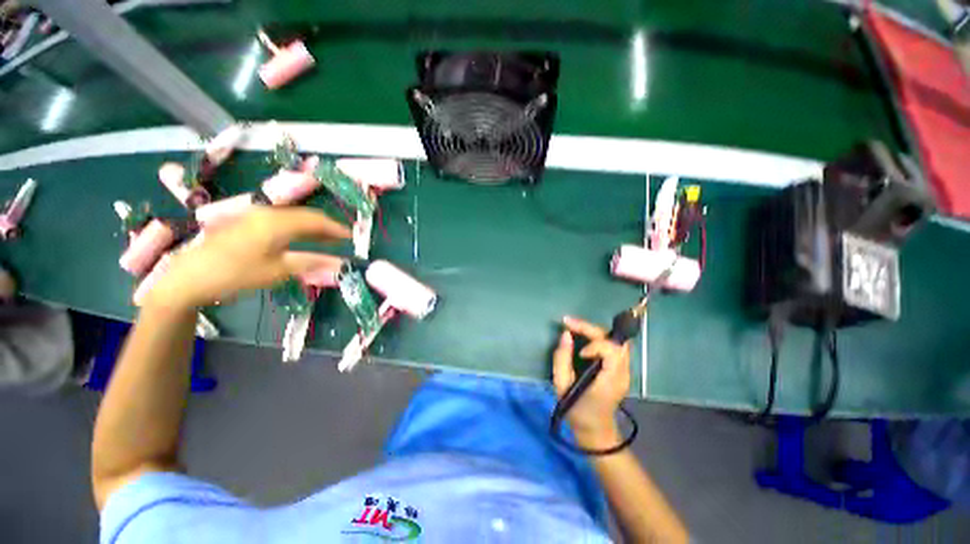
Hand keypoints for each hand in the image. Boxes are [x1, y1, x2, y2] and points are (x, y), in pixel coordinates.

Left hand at [142, 207, 349, 311]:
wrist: (190, 278)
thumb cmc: (237, 274)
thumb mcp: (279, 271)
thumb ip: (312, 262)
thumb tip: (341, 263)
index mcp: (278, 222)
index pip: (317, 220)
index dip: (337, 228)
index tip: (353, 237)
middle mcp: (268, 213)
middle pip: (306, 215)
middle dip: (327, 226)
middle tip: (343, 239)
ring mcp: (254, 216)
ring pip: (293, 217)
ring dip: (312, 227)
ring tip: (327, 239)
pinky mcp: (246, 223)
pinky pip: (280, 220)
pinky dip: (297, 228)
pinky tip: (301, 238)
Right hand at [553, 316, 630, 450]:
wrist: (595, 431)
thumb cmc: (577, 411)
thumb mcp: (562, 387)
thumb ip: (561, 359)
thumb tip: (565, 334)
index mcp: (611, 380)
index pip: (612, 350)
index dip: (595, 345)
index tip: (580, 353)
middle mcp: (623, 372)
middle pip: (614, 340)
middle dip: (590, 328)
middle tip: (568, 322)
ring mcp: (625, 370)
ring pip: (614, 339)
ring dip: (593, 330)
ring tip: (573, 326)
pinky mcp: (620, 369)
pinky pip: (612, 345)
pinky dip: (597, 337)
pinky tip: (582, 335)